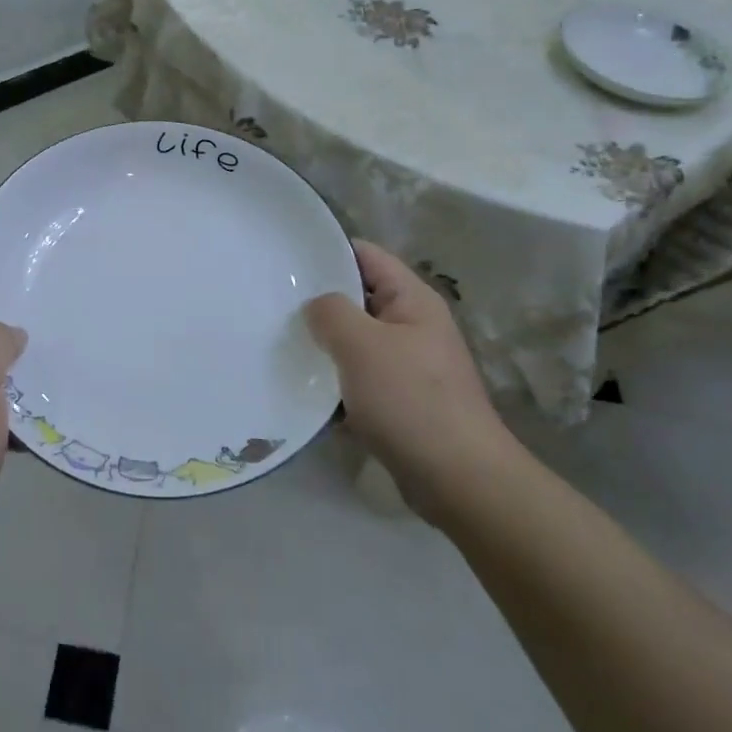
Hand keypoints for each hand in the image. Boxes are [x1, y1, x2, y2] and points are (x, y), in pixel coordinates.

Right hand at [304, 241, 514, 522]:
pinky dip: (335, 383)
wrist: (458, 479)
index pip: (366, 256)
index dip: (327, 251)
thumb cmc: (411, 400)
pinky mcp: (400, 402)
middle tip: (272, 304)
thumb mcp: (362, 345)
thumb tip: (315, 308)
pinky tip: (302, 389)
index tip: (286, 259)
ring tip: (279, 343)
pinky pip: (359, 380)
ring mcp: (408, 366)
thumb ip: (330, 313)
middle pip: (358, 299)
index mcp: (412, 300)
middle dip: (319, 302)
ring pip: (355, 343)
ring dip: (324, 346)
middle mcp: (413, 326)